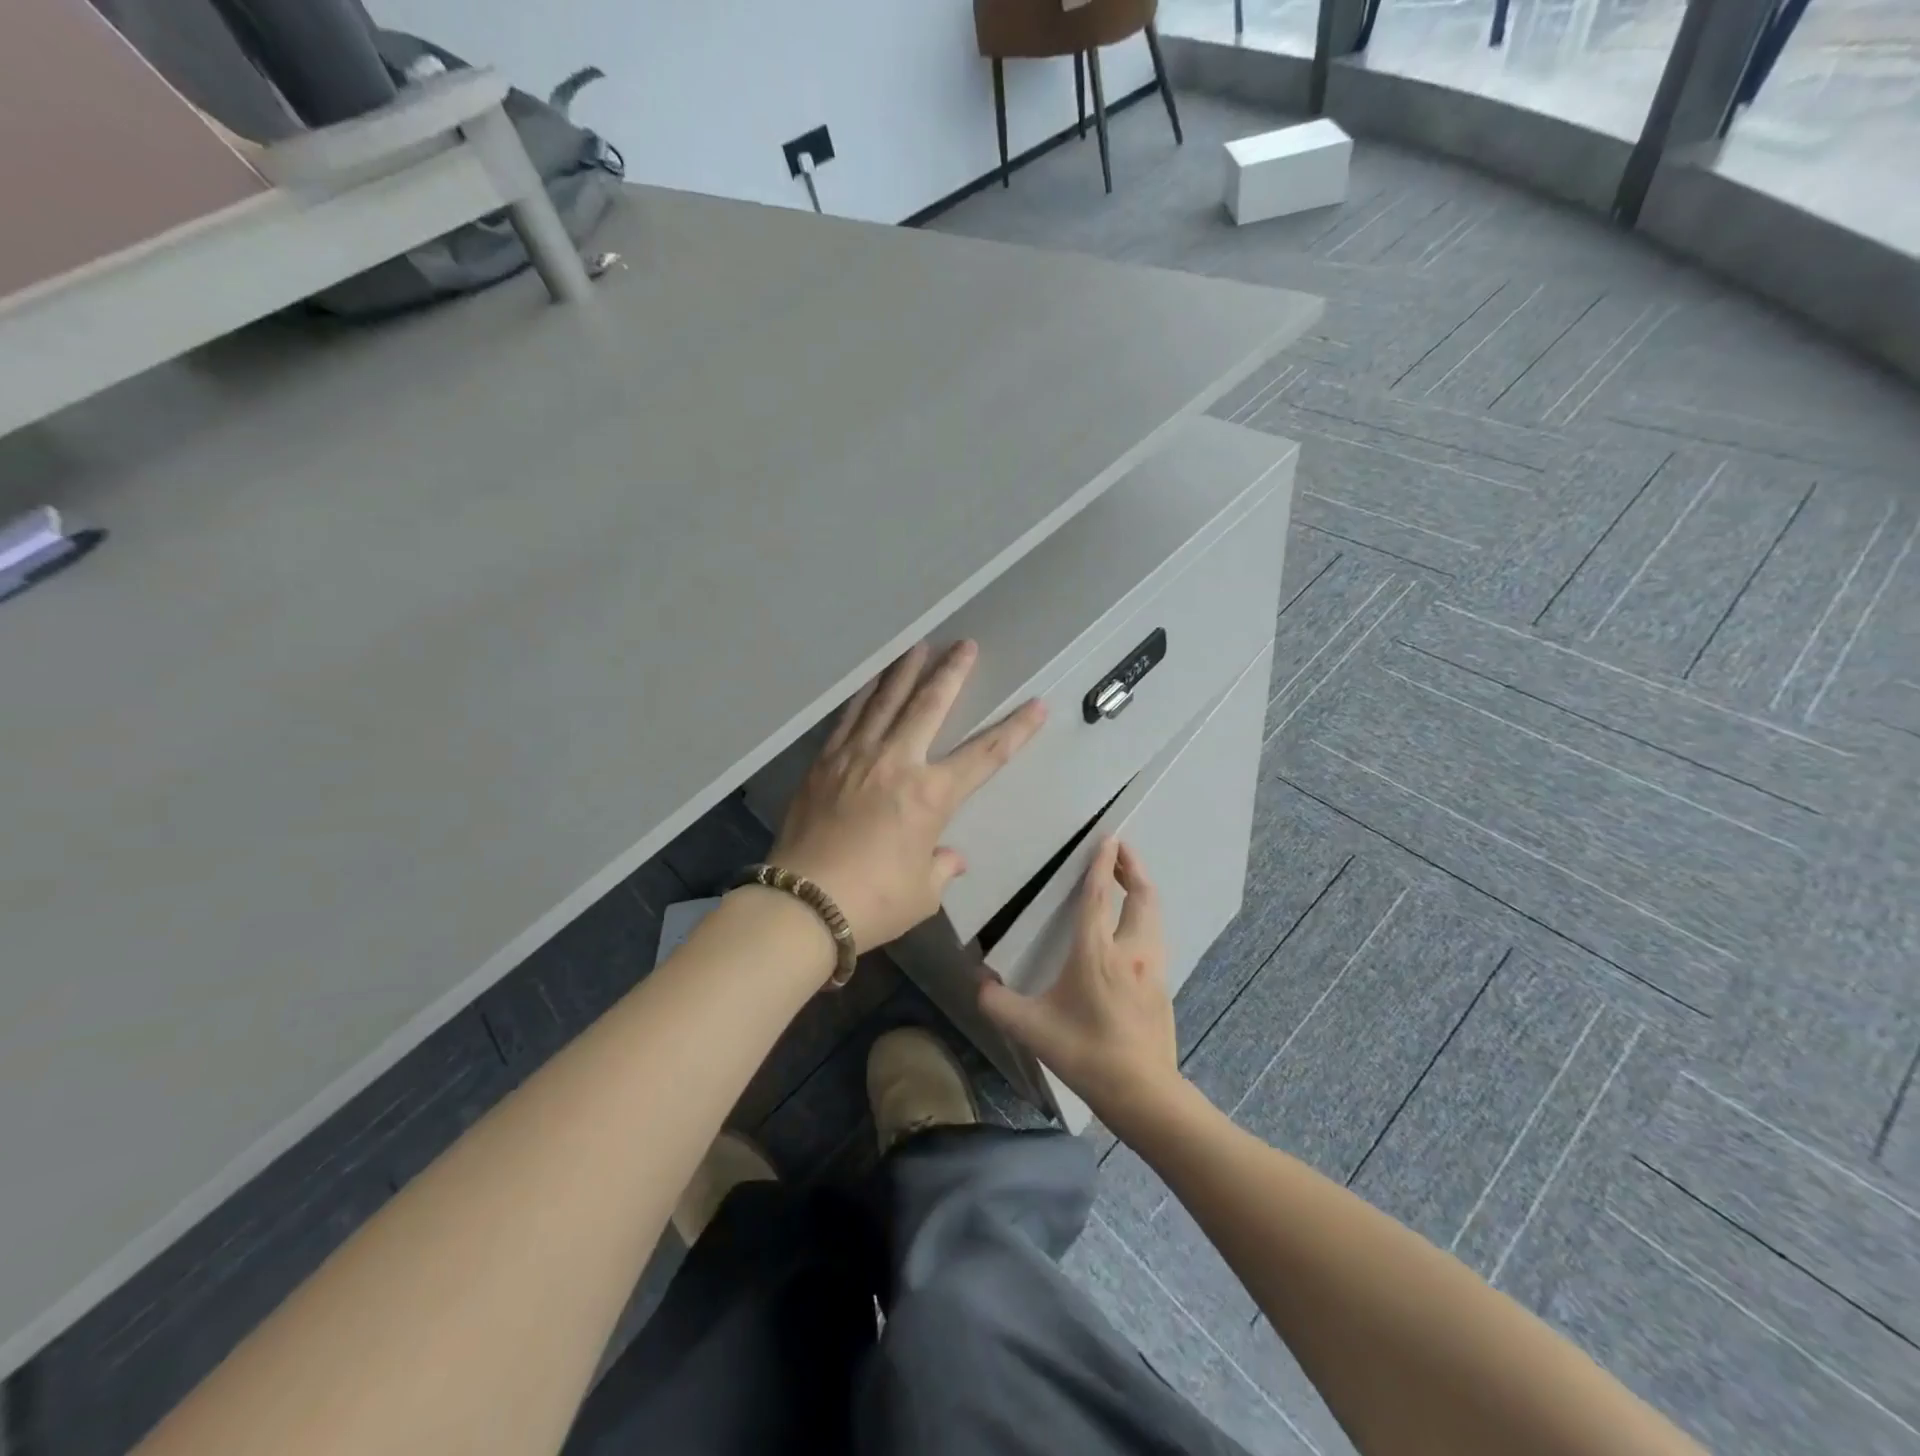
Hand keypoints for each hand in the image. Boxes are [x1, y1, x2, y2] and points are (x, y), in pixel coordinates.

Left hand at [771, 641, 1045, 950]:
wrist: (803, 904)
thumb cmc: (873, 902)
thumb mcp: (921, 893)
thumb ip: (940, 868)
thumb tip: (950, 858)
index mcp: (931, 796)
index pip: (985, 755)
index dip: (1014, 729)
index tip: (1035, 705)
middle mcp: (897, 763)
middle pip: (929, 706)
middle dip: (951, 672)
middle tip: (964, 645)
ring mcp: (856, 757)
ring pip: (886, 701)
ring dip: (905, 672)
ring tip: (918, 646)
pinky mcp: (824, 763)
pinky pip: (849, 719)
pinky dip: (863, 696)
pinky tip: (870, 683)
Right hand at [979, 838, 1182, 1126]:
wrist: (1143, 1093)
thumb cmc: (1086, 1054)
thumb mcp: (1032, 1030)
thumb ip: (998, 1004)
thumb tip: (978, 983)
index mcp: (1097, 953)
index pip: (1099, 896)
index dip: (1102, 864)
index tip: (1108, 838)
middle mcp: (1130, 951)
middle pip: (1140, 896)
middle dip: (1133, 867)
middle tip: (1122, 849)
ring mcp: (1152, 968)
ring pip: (1154, 914)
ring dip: (1142, 890)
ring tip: (1129, 879)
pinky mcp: (1163, 985)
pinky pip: (1156, 936)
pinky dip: (1147, 916)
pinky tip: (1136, 926)